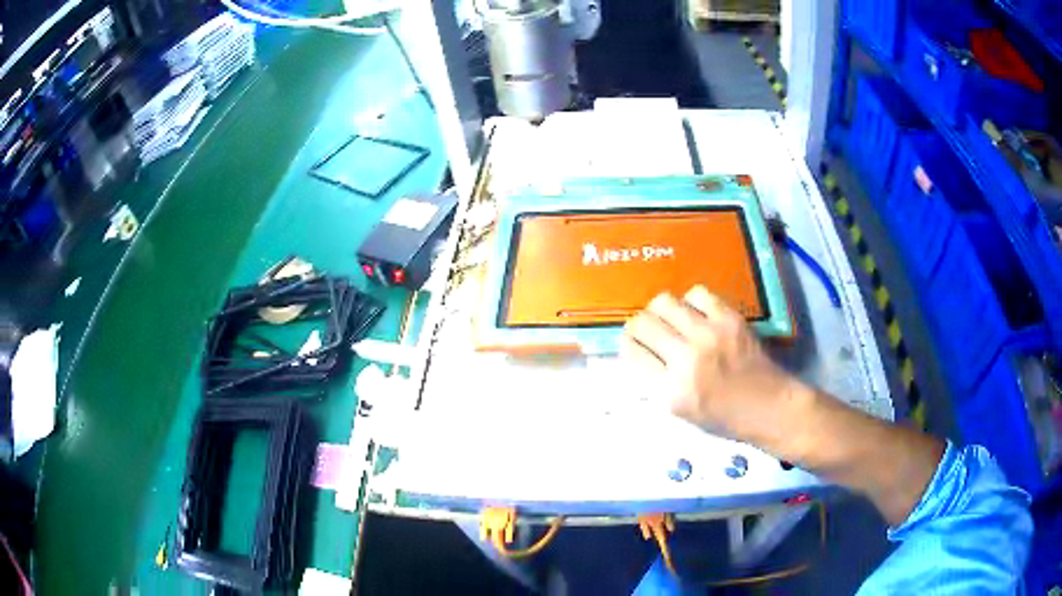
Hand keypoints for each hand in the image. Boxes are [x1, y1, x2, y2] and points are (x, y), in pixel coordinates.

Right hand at [621, 286, 804, 442]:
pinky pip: (697, 294)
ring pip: (665, 302)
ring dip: (661, 311)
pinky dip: (691, 302)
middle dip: (638, 325)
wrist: (770, 407)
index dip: (627, 345)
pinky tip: (697, 314)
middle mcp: (687, 358)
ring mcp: (710, 334)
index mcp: (672, 389)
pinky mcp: (730, 318)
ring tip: (671, 320)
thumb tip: (641, 352)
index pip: (632, 352)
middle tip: (647, 330)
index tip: (631, 344)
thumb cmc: (725, 418)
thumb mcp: (682, 412)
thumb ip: (658, 383)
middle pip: (643, 323)